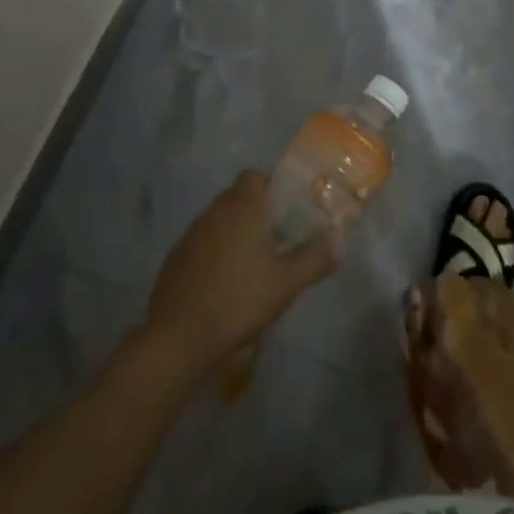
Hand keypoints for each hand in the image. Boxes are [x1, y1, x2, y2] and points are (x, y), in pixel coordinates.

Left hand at [142, 170, 337, 375]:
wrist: (179, 337)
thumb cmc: (239, 300)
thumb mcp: (287, 283)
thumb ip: (315, 258)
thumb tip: (339, 240)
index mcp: (242, 207)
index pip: (254, 176)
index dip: (271, 187)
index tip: (285, 212)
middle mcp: (213, 212)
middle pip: (236, 197)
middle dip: (255, 212)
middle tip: (275, 239)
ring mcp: (189, 235)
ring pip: (217, 220)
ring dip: (233, 233)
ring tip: (250, 265)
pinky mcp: (173, 260)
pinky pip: (200, 244)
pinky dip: (212, 254)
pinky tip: (222, 285)